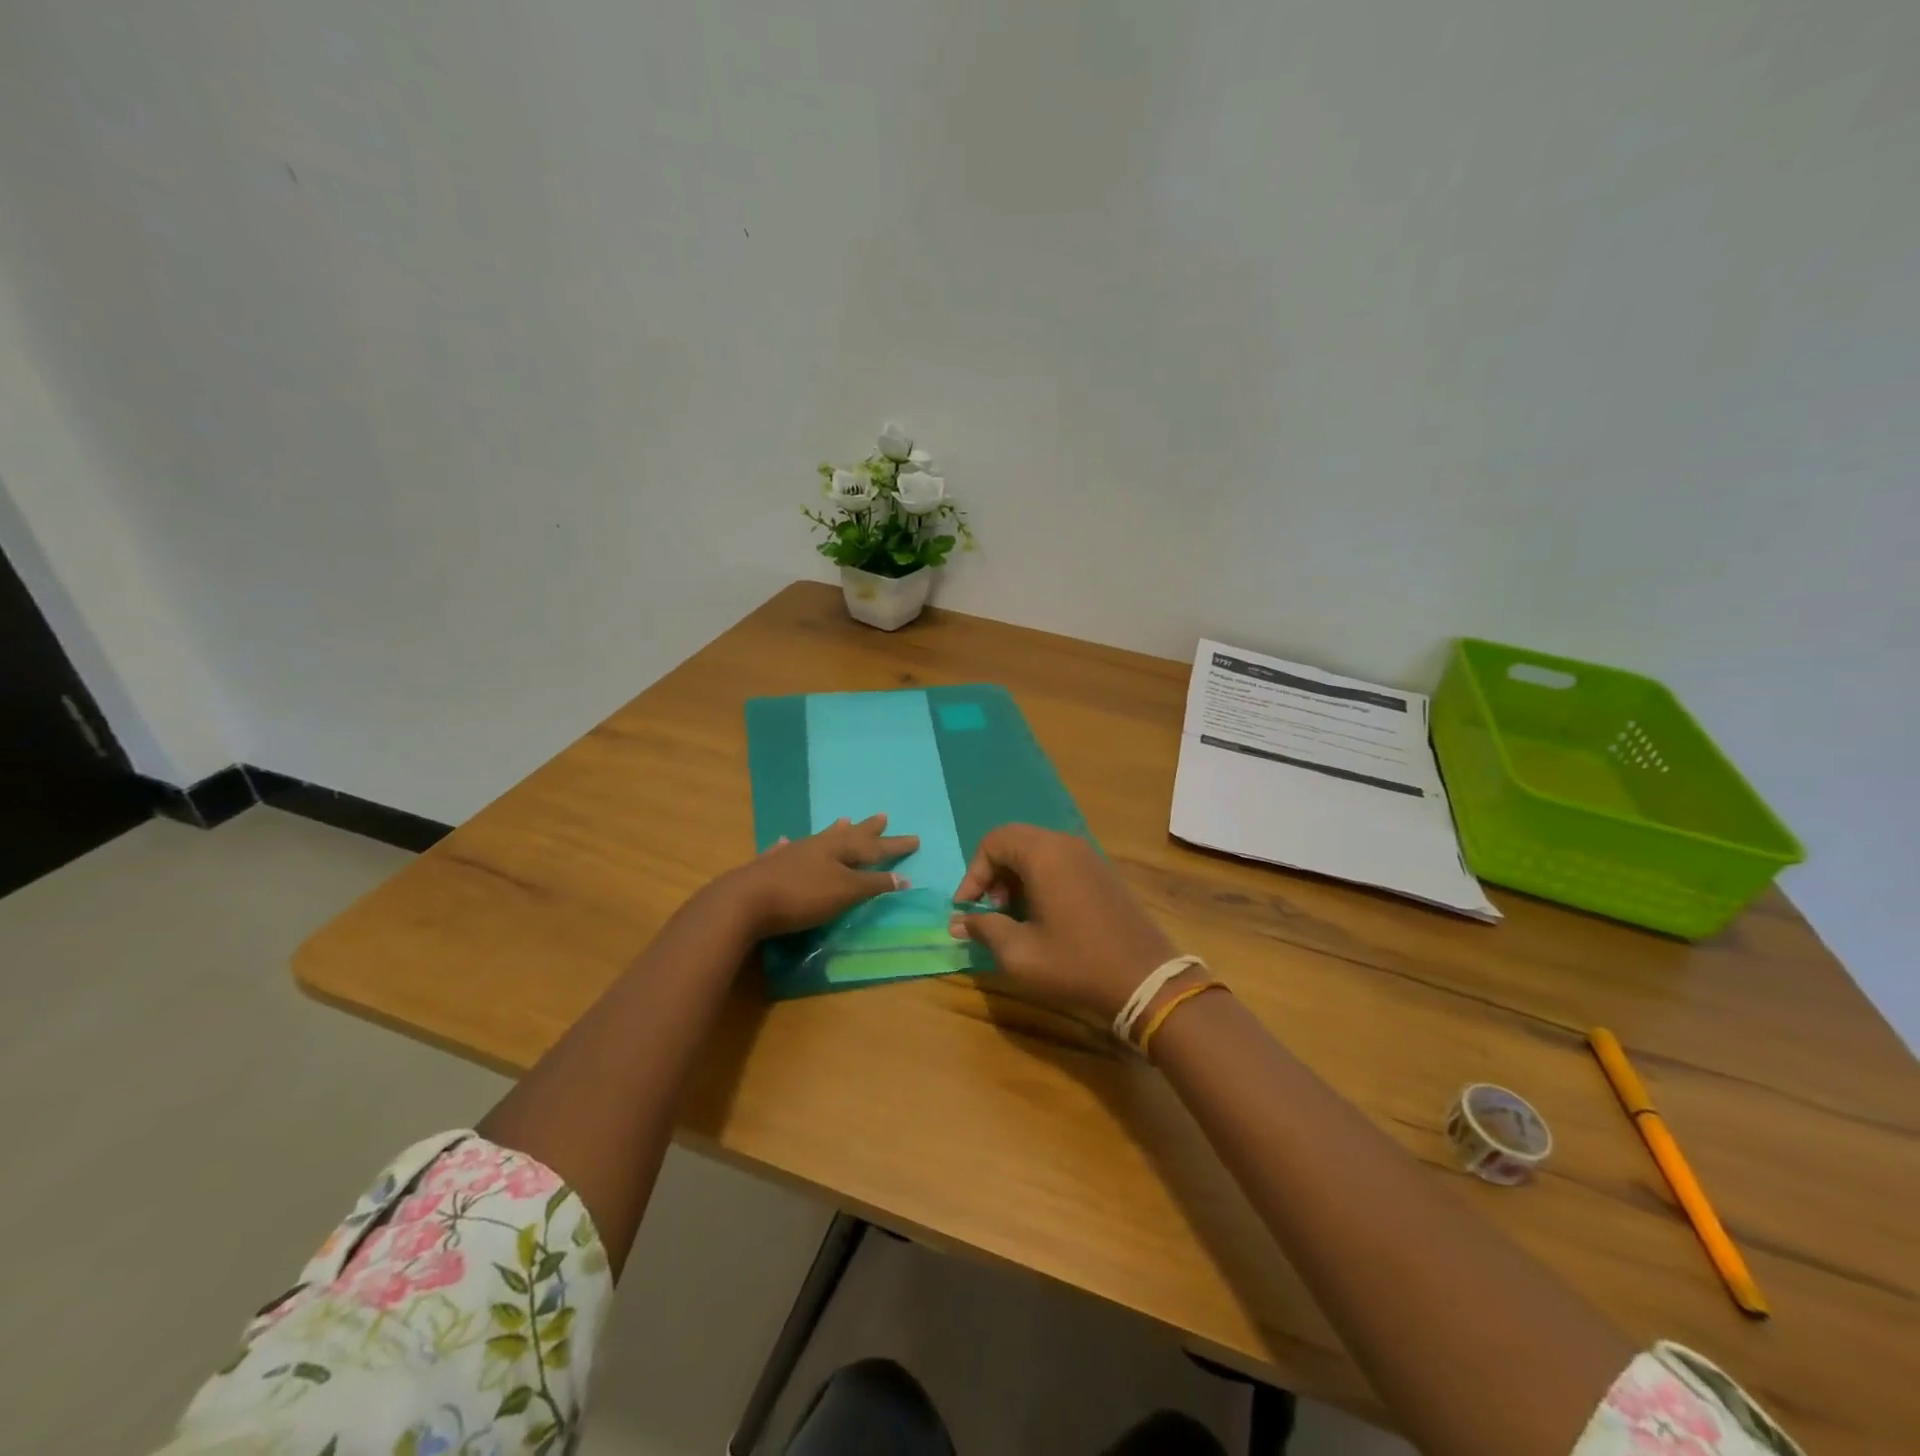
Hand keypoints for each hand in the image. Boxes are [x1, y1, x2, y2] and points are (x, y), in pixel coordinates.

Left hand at [722, 815, 919, 937]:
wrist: (744, 902)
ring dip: (834, 831)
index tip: (915, 839)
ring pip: (819, 838)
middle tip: (883, 816)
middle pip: (848, 835)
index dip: (894, 845)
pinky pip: (785, 849)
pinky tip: (784, 840)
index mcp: (838, 850)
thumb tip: (903, 877)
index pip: (874, 847)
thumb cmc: (802, 897)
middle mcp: (817, 846)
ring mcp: (791, 854)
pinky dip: (790, 845)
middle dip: (868, 830)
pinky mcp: (769, 867)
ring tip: (843, 819)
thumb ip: (873, 884)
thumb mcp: (844, 892)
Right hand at [950, 825, 1177, 1022]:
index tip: (966, 908)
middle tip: (989, 911)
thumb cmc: (1076, 964)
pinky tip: (1042, 917)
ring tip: (1013, 917)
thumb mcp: (1019, 953)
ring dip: (1016, 878)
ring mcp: (1089, 857)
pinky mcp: (1103, 873)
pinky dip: (1040, 880)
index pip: (994, 841)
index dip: (973, 873)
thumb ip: (984, 929)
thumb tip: (959, 921)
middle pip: (1015, 842)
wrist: (1145, 980)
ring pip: (1038, 852)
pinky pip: (1060, 863)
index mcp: (1045, 854)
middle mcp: (1067, 844)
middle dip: (993, 874)